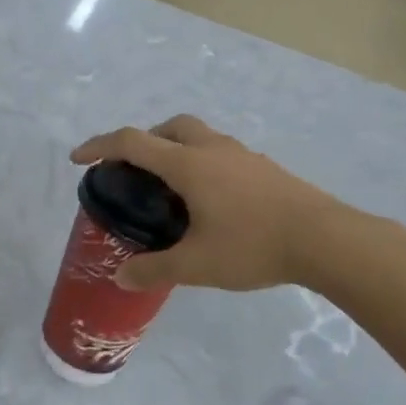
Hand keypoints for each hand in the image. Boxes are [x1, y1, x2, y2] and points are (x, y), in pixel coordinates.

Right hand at [69, 115, 342, 292]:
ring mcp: (242, 154)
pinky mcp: (264, 167)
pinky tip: (211, 201)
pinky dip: (201, 163)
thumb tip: (121, 277)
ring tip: (171, 189)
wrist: (327, 240)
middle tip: (134, 171)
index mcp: (188, 164)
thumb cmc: (254, 246)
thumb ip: (155, 269)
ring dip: (175, 150)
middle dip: (143, 140)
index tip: (78, 159)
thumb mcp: (197, 265)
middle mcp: (212, 149)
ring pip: (198, 136)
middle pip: (168, 127)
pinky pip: (220, 153)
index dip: (99, 146)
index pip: (132, 142)